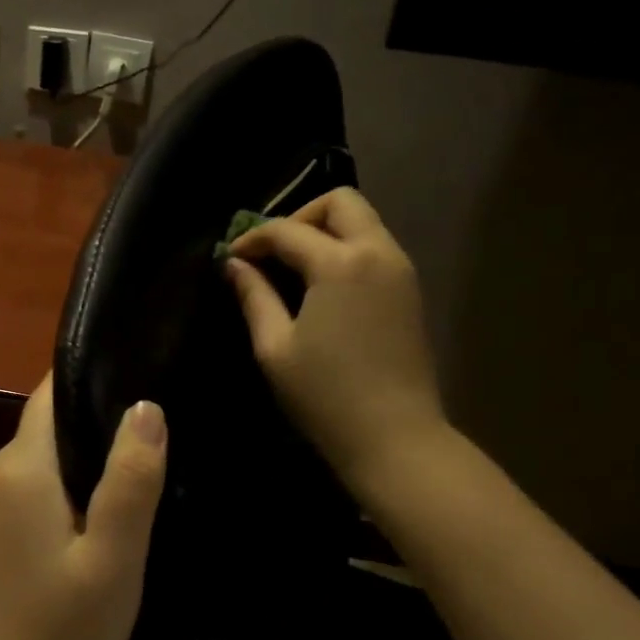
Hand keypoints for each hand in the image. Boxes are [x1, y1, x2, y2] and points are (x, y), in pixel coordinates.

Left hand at [0, 377, 166, 639]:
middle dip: (91, 425)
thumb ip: (130, 479)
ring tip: (130, 475)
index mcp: (19, 470)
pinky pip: (26, 486)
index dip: (90, 381)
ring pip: (37, 458)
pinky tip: (92, 515)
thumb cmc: (68, 629)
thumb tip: (145, 407)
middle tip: (149, 440)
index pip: (49, 398)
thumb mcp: (115, 555)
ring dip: (77, 461)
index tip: (136, 376)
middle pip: (44, 427)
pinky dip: (58, 487)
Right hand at [224, 188, 446, 494]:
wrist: (395, 437)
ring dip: (324, 232)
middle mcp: (377, 253)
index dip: (252, 239)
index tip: (229, 258)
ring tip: (291, 269)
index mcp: (340, 264)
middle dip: (298, 217)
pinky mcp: (409, 291)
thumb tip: (235, 264)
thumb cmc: (325, 395)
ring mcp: (401, 270)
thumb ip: (254, 296)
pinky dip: (344, 250)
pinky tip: (320, 286)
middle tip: (271, 252)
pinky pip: (374, 247)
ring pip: (362, 221)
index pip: (288, 230)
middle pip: (339, 203)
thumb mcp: (275, 347)